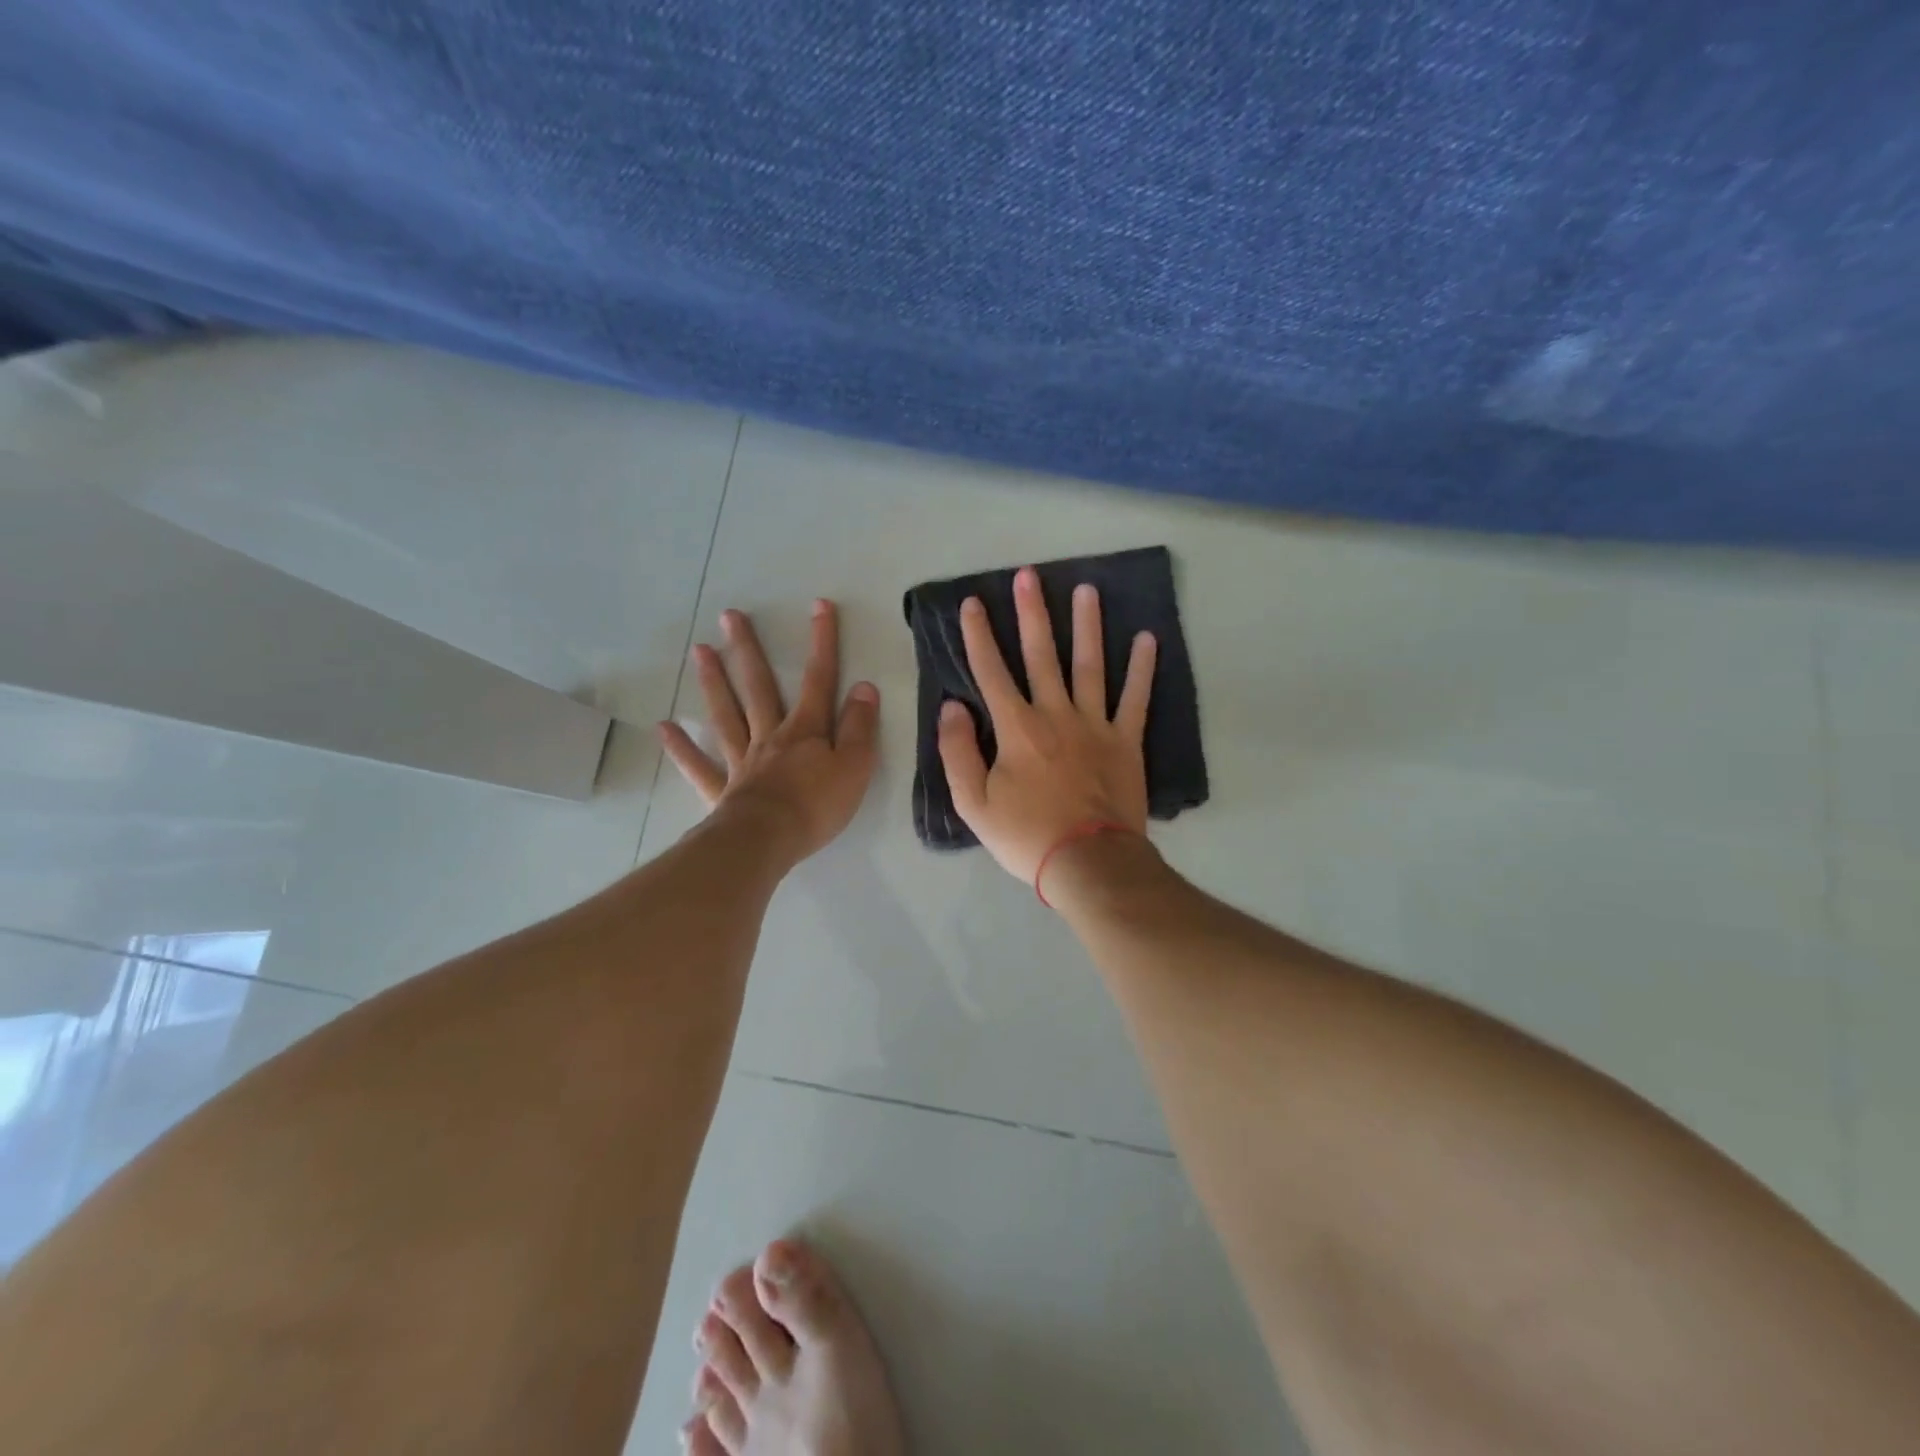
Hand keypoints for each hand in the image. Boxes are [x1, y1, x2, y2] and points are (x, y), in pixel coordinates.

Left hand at [658, 600, 879, 863]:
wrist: (768, 841)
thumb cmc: (817, 805)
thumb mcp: (855, 766)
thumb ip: (859, 727)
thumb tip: (863, 687)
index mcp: (805, 730)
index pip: (818, 679)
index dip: (822, 642)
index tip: (819, 605)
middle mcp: (770, 736)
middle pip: (758, 687)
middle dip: (749, 650)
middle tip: (730, 617)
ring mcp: (742, 761)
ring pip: (727, 715)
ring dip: (714, 683)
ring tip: (700, 651)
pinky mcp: (722, 790)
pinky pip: (699, 766)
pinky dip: (682, 748)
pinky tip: (664, 727)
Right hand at [938, 566, 1156, 886]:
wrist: (1088, 863)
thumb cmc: (1026, 835)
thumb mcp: (973, 804)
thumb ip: (957, 752)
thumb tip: (953, 706)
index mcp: (1016, 728)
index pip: (991, 671)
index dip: (979, 636)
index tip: (973, 603)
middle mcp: (1055, 714)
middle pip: (1041, 655)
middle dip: (1032, 613)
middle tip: (1028, 576)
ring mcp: (1095, 725)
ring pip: (1090, 665)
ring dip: (1087, 626)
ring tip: (1086, 590)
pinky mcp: (1125, 741)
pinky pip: (1135, 699)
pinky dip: (1142, 669)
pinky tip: (1147, 639)